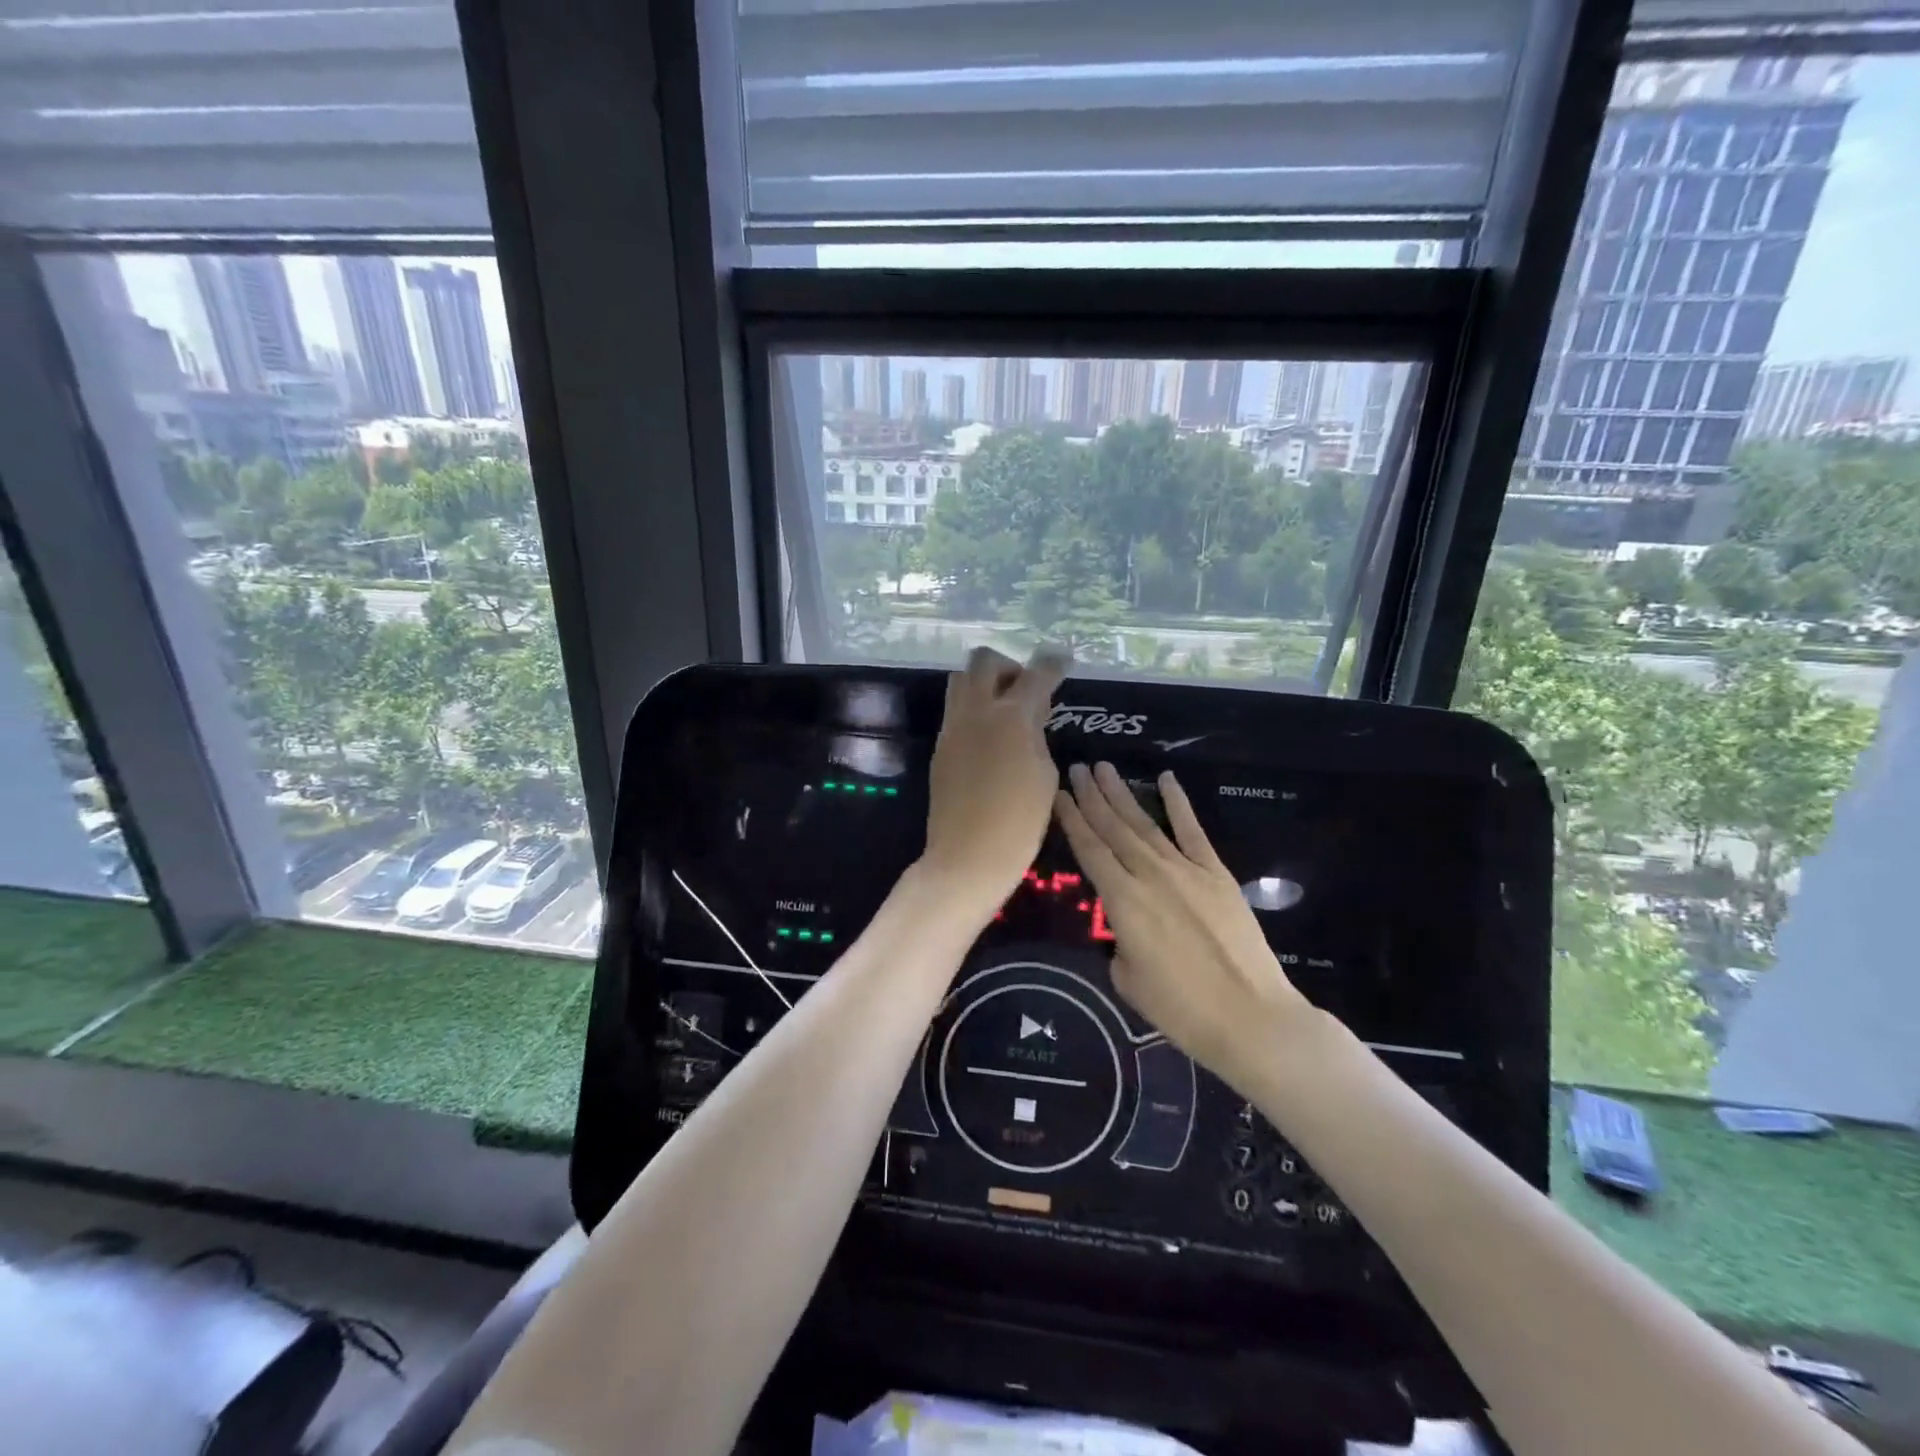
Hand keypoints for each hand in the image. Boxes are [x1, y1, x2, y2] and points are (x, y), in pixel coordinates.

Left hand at [920, 647, 1068, 921]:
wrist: (967, 857)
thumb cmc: (1020, 821)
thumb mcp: (1044, 774)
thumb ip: (1036, 734)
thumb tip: (1029, 717)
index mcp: (1010, 716)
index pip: (1035, 674)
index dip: (1052, 664)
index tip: (1062, 659)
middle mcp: (975, 712)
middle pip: (984, 661)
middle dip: (1009, 666)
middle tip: (1026, 691)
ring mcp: (952, 728)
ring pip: (961, 680)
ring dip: (985, 684)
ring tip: (1006, 713)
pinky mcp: (940, 747)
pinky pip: (956, 710)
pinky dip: (974, 709)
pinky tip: (990, 737)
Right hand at [1054, 762, 1315, 1092]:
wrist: (1250, 1017)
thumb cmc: (1181, 1009)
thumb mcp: (1128, 979)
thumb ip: (1119, 943)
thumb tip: (1125, 929)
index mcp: (1123, 901)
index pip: (1089, 850)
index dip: (1071, 819)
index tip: (1057, 793)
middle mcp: (1150, 875)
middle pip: (1113, 828)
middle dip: (1091, 796)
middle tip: (1075, 768)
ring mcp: (1186, 870)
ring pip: (1145, 824)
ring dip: (1122, 794)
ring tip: (1104, 767)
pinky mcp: (1217, 874)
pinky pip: (1193, 831)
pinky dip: (1178, 803)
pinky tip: (1166, 779)